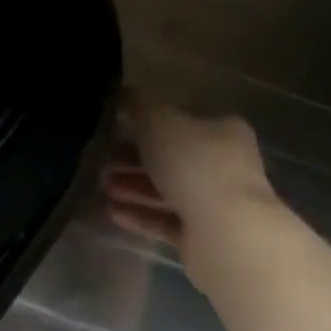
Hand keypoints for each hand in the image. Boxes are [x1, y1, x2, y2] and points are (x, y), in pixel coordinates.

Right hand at [102, 92, 291, 294]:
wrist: (227, 235)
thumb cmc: (194, 164)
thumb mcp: (159, 122)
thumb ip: (139, 106)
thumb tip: (125, 94)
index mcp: (222, 130)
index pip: (182, 119)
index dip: (147, 121)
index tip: (116, 125)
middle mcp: (225, 164)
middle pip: (172, 155)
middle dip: (134, 157)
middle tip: (103, 158)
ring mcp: (217, 202)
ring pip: (168, 189)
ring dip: (134, 186)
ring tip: (103, 185)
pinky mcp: (206, 236)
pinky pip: (167, 220)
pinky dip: (142, 215)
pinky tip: (114, 212)